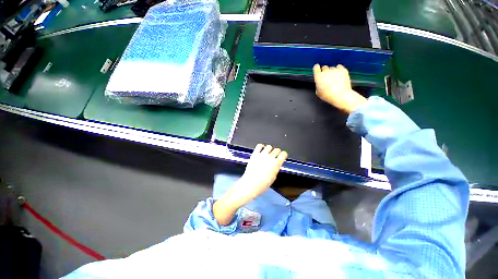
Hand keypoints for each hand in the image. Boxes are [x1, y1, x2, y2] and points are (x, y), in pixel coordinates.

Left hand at [213, 144, 287, 224]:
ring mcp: (262, 155)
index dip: (284, 154)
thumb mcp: (274, 177)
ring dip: (270, 149)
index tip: (283, 155)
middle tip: (275, 155)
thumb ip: (276, 168)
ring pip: (269, 146)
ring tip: (268, 153)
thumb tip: (275, 164)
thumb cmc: (262, 183)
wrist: (251, 183)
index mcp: (276, 163)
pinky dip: (261, 146)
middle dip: (277, 152)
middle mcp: (269, 157)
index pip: (283, 154)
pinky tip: (261, 150)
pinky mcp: (255, 154)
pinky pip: (259, 145)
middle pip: (277, 149)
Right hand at [313, 64, 366, 113]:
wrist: (341, 95)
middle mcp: (326, 71)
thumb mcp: (318, 93)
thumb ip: (318, 85)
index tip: (317, 68)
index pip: (316, 68)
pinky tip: (339, 76)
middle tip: (327, 78)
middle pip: (324, 67)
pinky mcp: (343, 70)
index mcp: (318, 77)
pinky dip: (339, 70)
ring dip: (332, 72)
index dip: (317, 68)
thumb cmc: (328, 96)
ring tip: (334, 79)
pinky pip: (339, 67)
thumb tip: (319, 83)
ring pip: (332, 68)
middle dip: (325, 71)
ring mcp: (335, 70)